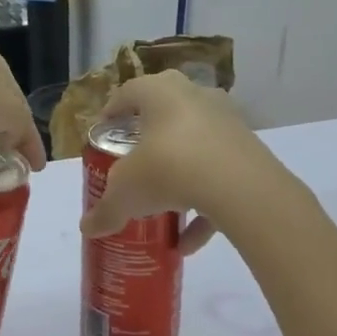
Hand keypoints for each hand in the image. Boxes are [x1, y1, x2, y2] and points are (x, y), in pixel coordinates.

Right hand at [77, 71, 278, 254]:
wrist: (239, 186)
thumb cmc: (168, 168)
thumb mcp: (126, 192)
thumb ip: (106, 210)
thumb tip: (87, 229)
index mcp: (159, 92)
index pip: (128, 92)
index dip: (112, 112)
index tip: (103, 133)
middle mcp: (195, 97)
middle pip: (165, 113)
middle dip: (149, 139)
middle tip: (134, 161)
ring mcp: (226, 122)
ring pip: (195, 146)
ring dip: (179, 177)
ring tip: (164, 210)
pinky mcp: (250, 151)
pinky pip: (219, 175)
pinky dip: (204, 206)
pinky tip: (189, 243)